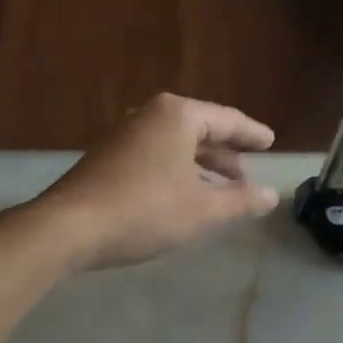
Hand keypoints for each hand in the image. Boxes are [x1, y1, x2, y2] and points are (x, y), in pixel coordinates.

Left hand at [35, 94, 279, 269]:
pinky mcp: (108, 158)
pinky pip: (155, 157)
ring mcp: (125, 135)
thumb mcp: (203, 211)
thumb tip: (272, 195)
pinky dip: (177, 172)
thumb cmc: (145, 211)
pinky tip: (184, 196)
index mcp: (178, 116)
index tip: (270, 142)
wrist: (70, 227)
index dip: (252, 134)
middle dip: (225, 153)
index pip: (227, 120)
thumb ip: (240, 201)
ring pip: (176, 146)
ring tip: (222, 189)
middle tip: (246, 173)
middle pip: (200, 130)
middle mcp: (150, 115)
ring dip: (201, 166)